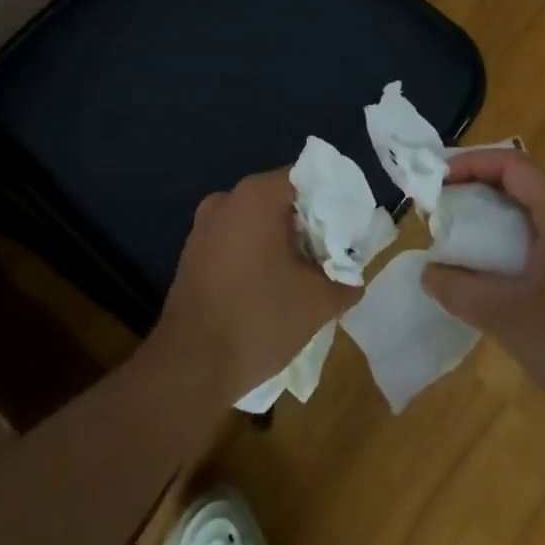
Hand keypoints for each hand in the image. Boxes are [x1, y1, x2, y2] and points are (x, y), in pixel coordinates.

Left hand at [150, 169, 360, 406]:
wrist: (190, 366)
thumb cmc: (259, 319)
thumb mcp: (318, 301)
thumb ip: (345, 280)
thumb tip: (353, 277)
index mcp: (257, 196)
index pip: (305, 178)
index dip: (331, 201)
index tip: (348, 230)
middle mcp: (227, 199)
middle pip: (280, 198)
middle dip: (308, 223)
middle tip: (332, 254)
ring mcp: (204, 225)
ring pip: (256, 220)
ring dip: (281, 240)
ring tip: (305, 274)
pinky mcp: (192, 252)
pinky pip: (235, 239)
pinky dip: (256, 253)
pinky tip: (270, 286)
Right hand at [421, 149, 544, 449]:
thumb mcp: (507, 318)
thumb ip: (460, 290)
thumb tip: (428, 273)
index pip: (513, 165)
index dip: (472, 163)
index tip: (436, 180)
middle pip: (524, 183)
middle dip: (479, 187)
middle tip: (441, 205)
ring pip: (536, 213)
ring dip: (496, 215)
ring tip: (460, 235)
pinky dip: (514, 240)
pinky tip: (495, 271)